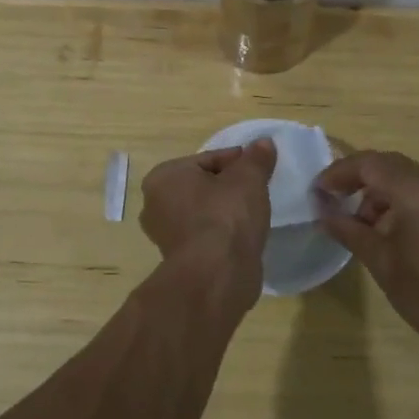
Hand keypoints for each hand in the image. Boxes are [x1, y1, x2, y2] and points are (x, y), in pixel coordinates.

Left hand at [139, 139, 276, 284]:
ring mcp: (164, 235)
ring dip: (224, 211)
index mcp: (164, 177)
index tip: (258, 167)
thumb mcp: (248, 179)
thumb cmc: (226, 216)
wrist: (217, 275)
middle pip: (202, 185)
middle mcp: (154, 204)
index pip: (207, 159)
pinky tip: (241, 236)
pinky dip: (221, 233)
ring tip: (252, 213)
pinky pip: (204, 235)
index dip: (236, 161)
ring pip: (202, 212)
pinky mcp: (178, 260)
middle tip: (256, 190)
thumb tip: (264, 143)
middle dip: (227, 186)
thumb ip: (256, 158)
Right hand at [314, 151, 418, 359]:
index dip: (340, 172)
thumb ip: (347, 229)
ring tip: (366, 224)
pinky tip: (397, 232)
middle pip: (392, 165)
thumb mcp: (380, 261)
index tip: (319, 190)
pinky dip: (408, 201)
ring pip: (413, 178)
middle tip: (336, 199)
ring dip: (384, 192)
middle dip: (361, 179)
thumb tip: (321, 212)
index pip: (371, 164)